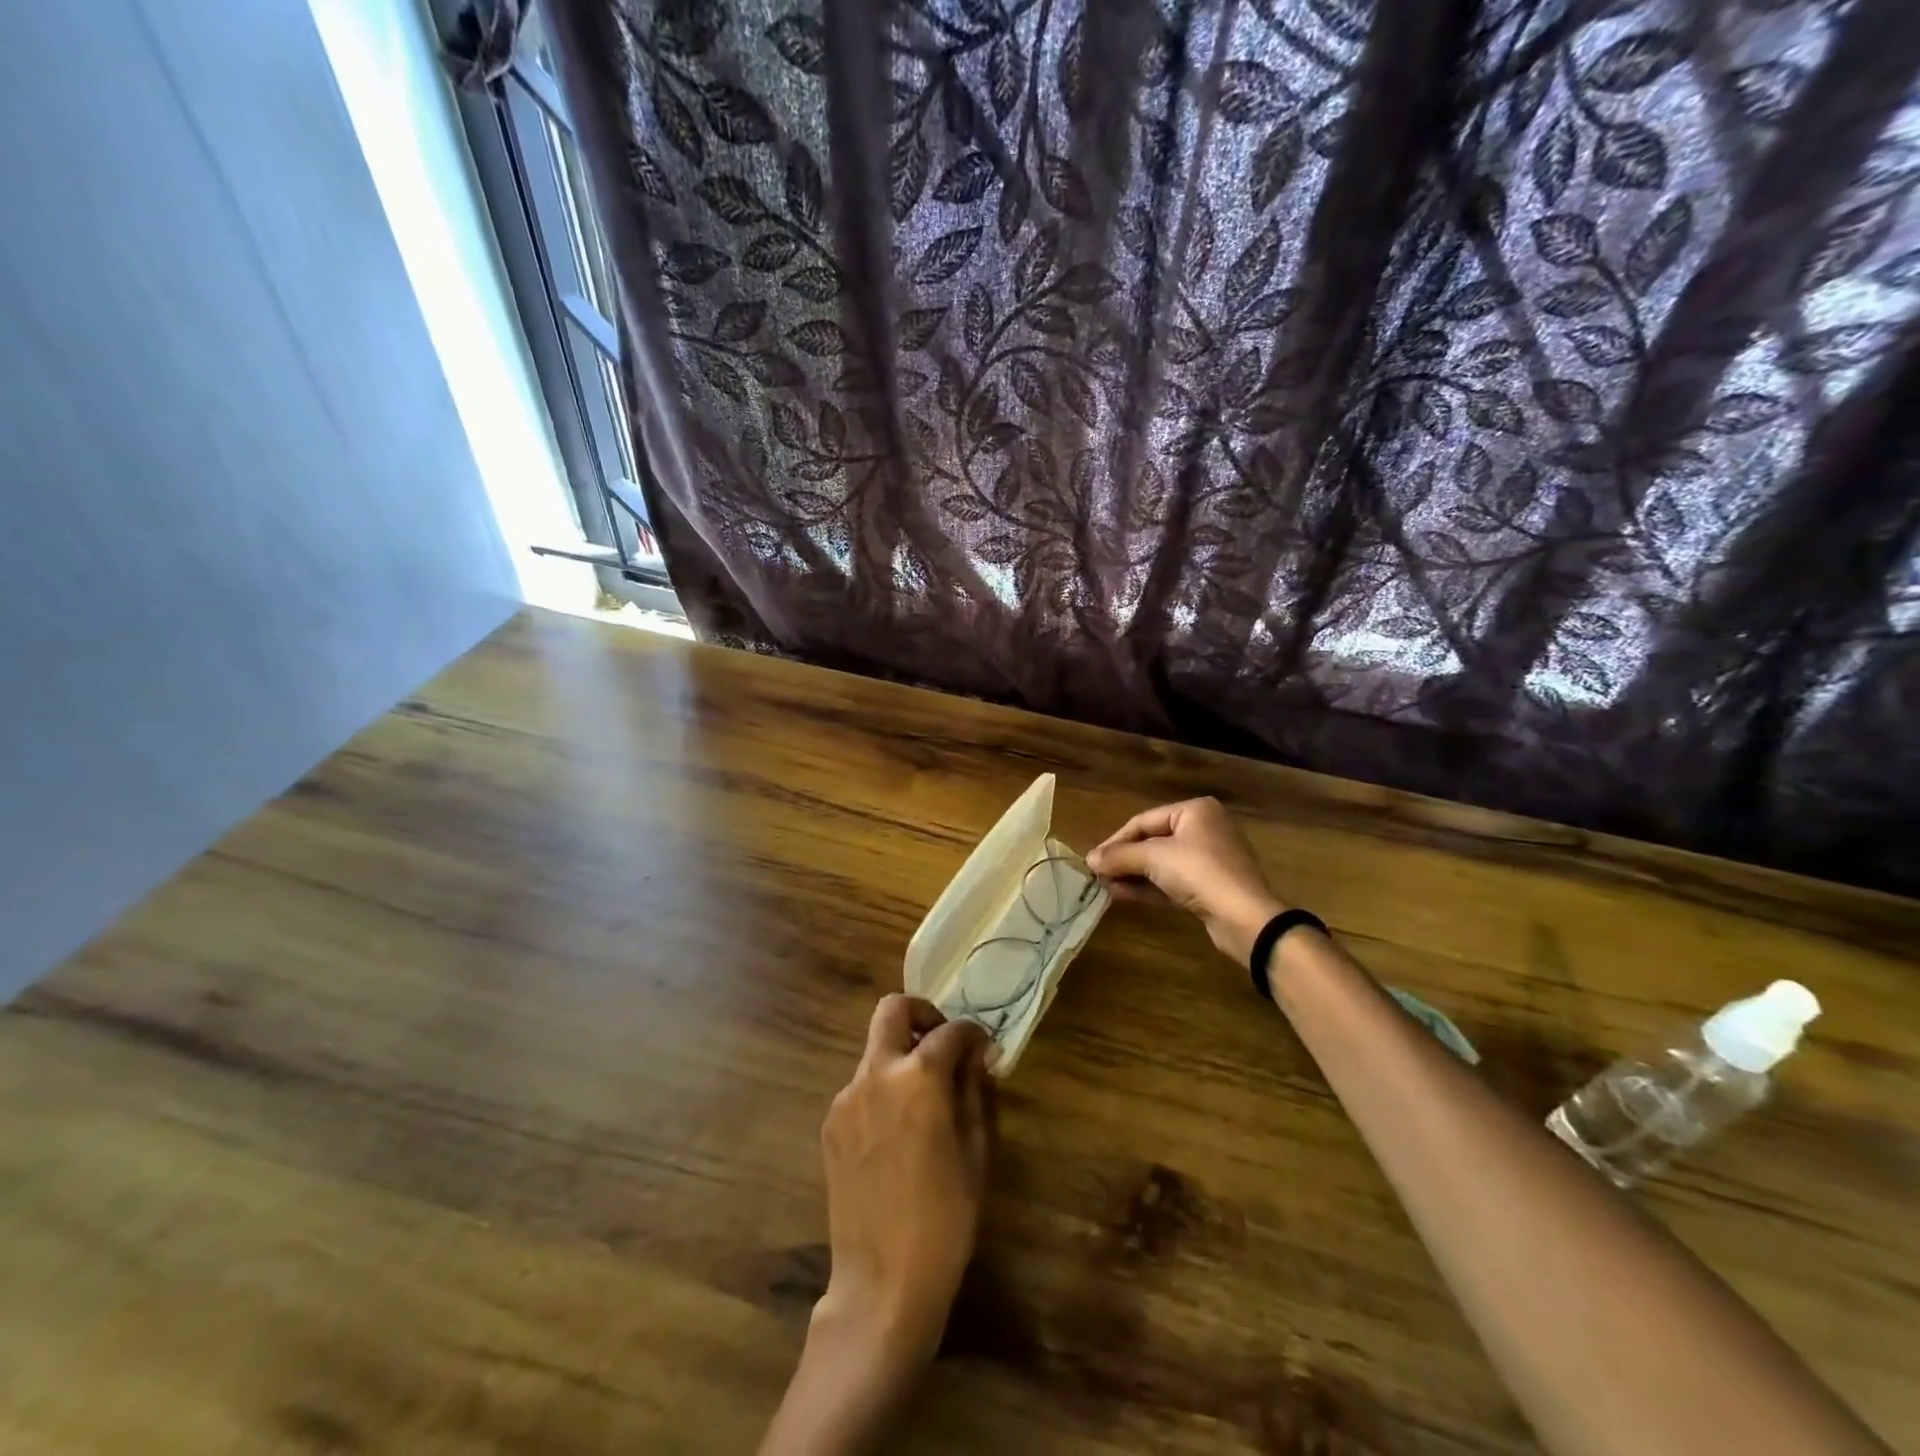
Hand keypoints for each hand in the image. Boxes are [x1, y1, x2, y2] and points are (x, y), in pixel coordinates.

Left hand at [817, 996, 993, 1366]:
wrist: (883, 1283)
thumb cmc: (945, 1220)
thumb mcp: (975, 1152)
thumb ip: (974, 1090)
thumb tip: (977, 1053)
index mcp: (919, 1078)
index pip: (949, 1030)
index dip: (971, 1033)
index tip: (983, 1047)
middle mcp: (877, 1074)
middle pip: (892, 1008)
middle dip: (921, 1013)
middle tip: (942, 1044)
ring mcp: (847, 1098)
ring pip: (874, 1049)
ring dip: (901, 1055)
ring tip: (924, 1097)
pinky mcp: (830, 1124)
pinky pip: (861, 1086)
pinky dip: (883, 1087)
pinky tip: (898, 1130)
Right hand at [1086, 797, 1286, 965]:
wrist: (1245, 918)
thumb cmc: (1200, 873)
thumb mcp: (1154, 858)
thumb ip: (1119, 856)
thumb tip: (1089, 860)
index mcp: (1195, 811)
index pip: (1143, 820)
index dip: (1115, 840)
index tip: (1093, 860)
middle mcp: (1203, 829)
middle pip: (1152, 841)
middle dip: (1124, 859)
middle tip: (1097, 874)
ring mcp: (1208, 859)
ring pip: (1160, 863)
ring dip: (1132, 874)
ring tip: (1104, 886)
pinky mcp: (1209, 886)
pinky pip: (1171, 881)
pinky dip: (1148, 886)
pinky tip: (1122, 894)